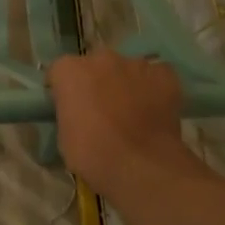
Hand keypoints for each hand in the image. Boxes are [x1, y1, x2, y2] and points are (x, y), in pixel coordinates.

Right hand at [48, 50, 197, 202]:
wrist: (142, 166)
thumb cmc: (93, 154)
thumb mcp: (64, 137)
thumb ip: (69, 113)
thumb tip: (79, 115)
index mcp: (69, 70)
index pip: (60, 73)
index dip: (65, 91)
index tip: (70, 109)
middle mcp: (100, 58)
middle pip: (95, 66)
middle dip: (96, 82)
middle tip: (101, 111)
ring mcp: (135, 64)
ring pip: (126, 70)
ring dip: (125, 85)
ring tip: (132, 114)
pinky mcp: (164, 75)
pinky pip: (155, 77)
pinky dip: (154, 89)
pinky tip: (155, 110)